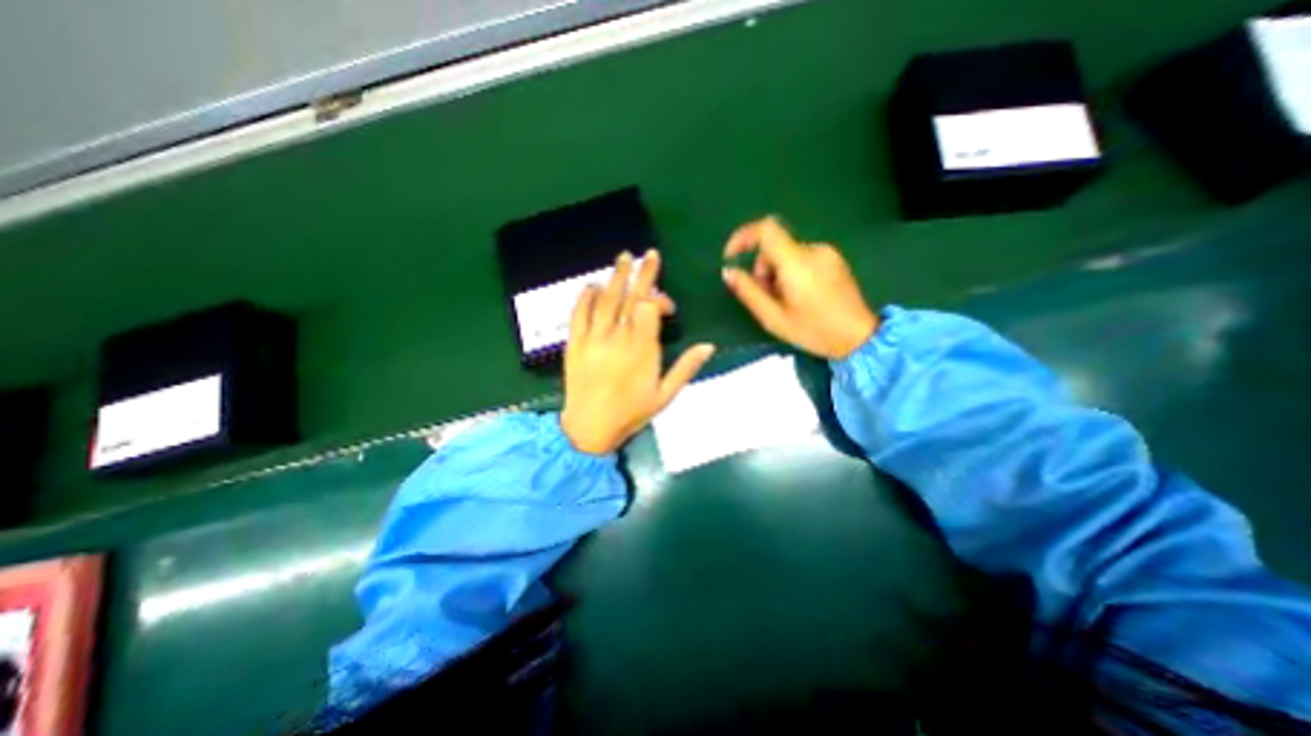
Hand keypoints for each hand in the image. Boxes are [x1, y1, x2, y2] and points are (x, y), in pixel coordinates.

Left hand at [555, 251, 711, 454]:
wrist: (589, 428)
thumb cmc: (631, 413)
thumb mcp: (665, 395)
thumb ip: (686, 368)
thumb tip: (709, 346)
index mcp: (642, 349)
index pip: (651, 308)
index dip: (660, 300)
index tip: (668, 307)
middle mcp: (617, 337)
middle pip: (631, 297)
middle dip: (642, 273)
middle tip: (647, 254)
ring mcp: (593, 338)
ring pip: (606, 299)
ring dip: (616, 276)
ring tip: (624, 257)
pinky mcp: (575, 342)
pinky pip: (578, 312)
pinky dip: (586, 296)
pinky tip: (593, 285)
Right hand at [720, 214, 872, 357]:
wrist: (859, 338)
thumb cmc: (813, 331)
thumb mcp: (773, 318)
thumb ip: (748, 292)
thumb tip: (728, 271)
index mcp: (797, 263)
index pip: (766, 229)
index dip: (743, 237)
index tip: (731, 256)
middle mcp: (813, 250)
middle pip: (774, 247)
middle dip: (762, 269)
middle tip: (766, 298)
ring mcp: (827, 253)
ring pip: (787, 254)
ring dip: (777, 273)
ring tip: (785, 302)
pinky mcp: (834, 259)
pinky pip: (802, 258)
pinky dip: (792, 273)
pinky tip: (800, 297)